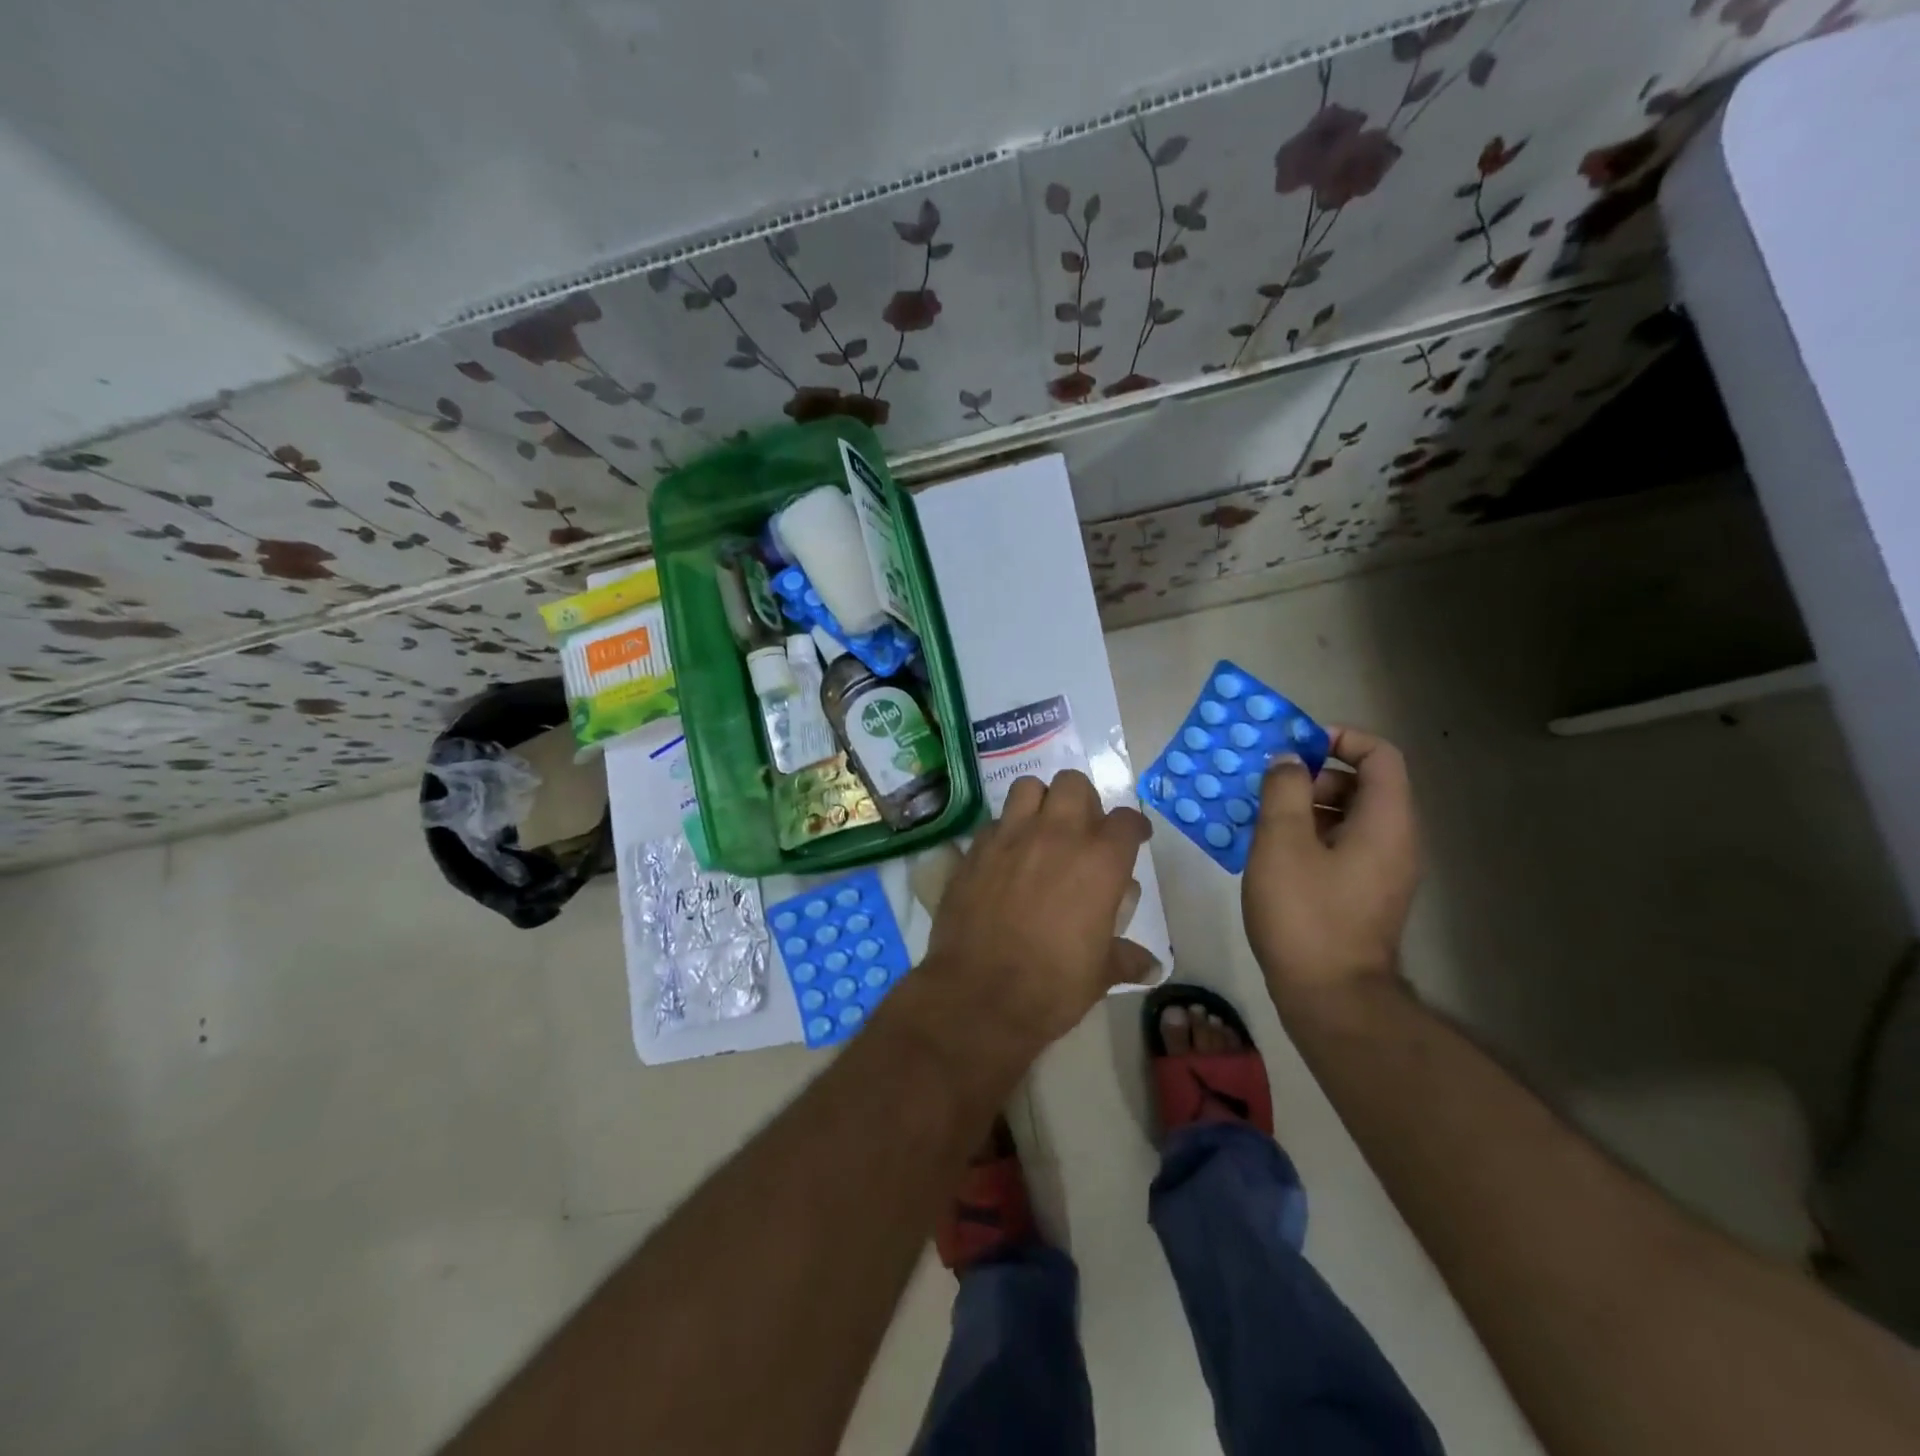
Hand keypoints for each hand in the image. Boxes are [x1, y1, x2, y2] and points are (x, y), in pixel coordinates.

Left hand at [904, 771, 1155, 1077]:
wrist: (980, 994)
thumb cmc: (1053, 985)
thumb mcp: (1100, 974)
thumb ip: (1126, 958)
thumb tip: (1152, 967)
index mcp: (1100, 861)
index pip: (1126, 821)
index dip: (1133, 828)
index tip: (1134, 837)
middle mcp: (1057, 835)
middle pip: (1074, 784)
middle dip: (1082, 801)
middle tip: (1081, 830)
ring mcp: (1011, 836)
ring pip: (1028, 787)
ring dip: (1039, 802)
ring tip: (1040, 829)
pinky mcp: (975, 849)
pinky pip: (993, 822)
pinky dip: (1004, 831)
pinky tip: (1004, 857)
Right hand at [1242, 726, 1420, 1013]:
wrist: (1331, 997)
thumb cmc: (1305, 914)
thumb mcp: (1282, 842)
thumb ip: (1283, 790)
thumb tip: (1287, 760)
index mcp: (1386, 821)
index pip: (1380, 754)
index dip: (1340, 739)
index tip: (1295, 747)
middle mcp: (1395, 841)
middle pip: (1363, 784)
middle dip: (1314, 775)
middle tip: (1268, 788)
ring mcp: (1382, 871)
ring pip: (1348, 817)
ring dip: (1306, 807)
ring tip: (1260, 821)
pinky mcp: (1365, 895)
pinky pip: (1342, 846)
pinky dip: (1310, 837)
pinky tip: (1270, 855)